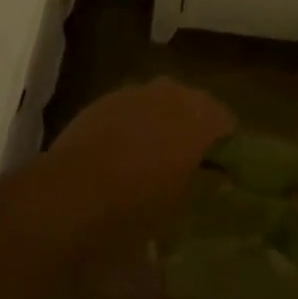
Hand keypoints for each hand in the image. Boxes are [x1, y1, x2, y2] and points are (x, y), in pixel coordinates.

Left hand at [47, 79, 234, 232]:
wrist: (70, 194)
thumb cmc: (135, 206)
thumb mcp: (181, 207)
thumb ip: (203, 183)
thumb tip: (215, 175)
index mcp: (200, 117)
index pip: (227, 123)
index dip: (226, 147)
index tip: (221, 171)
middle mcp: (173, 93)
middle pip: (195, 106)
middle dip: (194, 129)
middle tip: (189, 164)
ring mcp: (137, 91)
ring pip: (162, 102)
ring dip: (163, 123)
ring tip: (154, 158)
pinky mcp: (106, 98)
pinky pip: (132, 108)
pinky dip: (134, 124)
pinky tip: (123, 152)